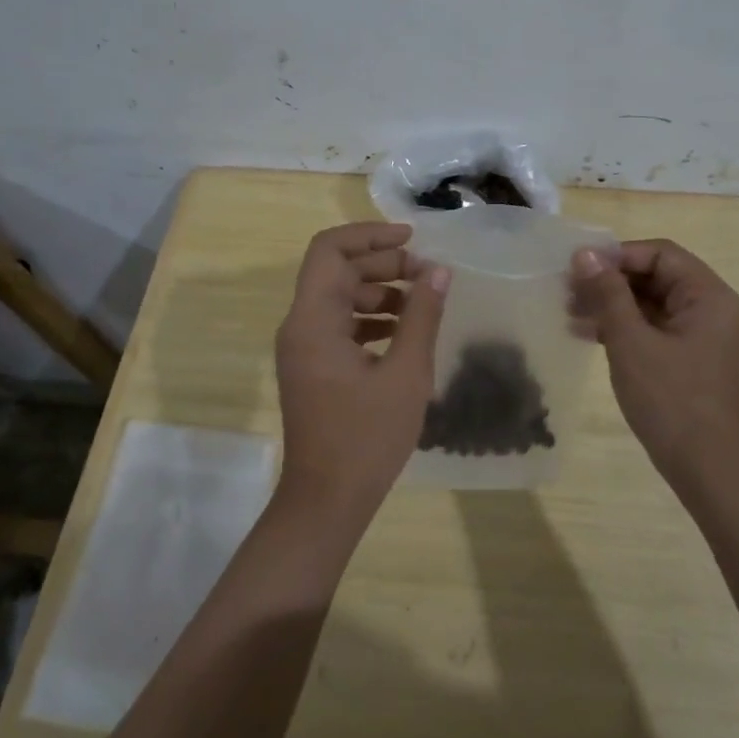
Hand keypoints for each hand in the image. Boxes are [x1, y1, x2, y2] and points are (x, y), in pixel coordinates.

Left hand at [274, 222, 450, 522]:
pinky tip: (405, 331)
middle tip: (427, 274)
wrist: (326, 502)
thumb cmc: (366, 438)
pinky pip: (340, 324)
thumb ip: (422, 316)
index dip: (370, 235)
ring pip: (340, 297)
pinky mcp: (314, 366)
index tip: (411, 239)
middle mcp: (300, 325)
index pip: (330, 250)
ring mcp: (304, 348)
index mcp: (313, 320)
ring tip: (423, 302)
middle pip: (337, 271)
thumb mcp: (406, 374)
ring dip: (380, 291)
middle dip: (383, 264)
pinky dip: (371, 318)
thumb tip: (438, 271)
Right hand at [571, 239, 738, 482]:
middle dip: (609, 280)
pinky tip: (585, 333)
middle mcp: (708, 307)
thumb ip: (608, 293)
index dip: (617, 254)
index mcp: (707, 295)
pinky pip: (650, 327)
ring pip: (649, 302)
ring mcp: (698, 334)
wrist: (707, 468)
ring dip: (610, 303)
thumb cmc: (671, 399)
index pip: (659, 253)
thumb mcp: (631, 341)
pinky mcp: (686, 356)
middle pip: (654, 275)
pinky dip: (621, 326)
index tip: (578, 267)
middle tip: (566, 290)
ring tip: (568, 312)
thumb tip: (585, 254)